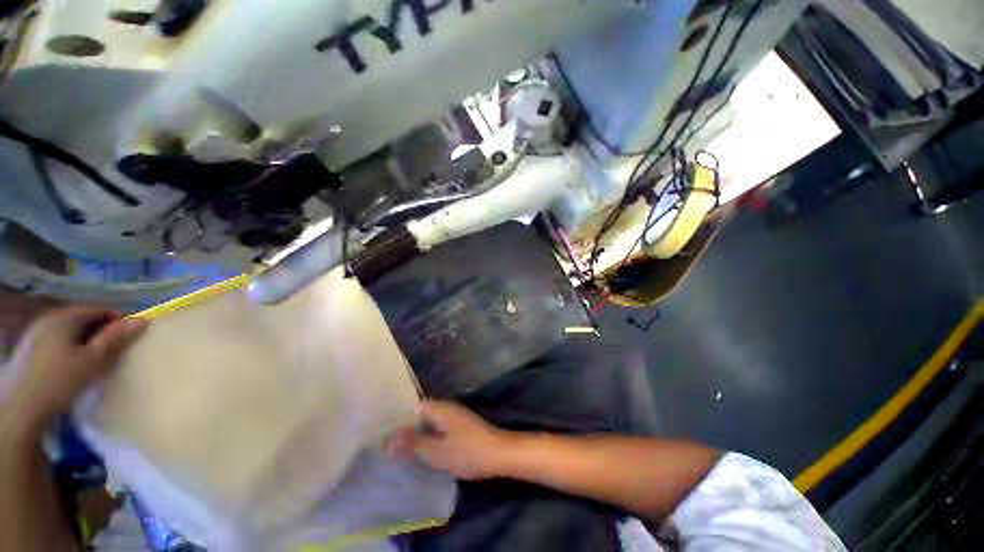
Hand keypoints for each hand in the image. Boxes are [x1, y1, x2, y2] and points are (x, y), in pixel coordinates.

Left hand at [1, 306, 146, 438]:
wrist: (19, 408)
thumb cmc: (59, 380)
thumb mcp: (92, 360)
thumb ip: (116, 338)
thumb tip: (141, 320)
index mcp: (65, 317)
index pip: (100, 310)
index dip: (117, 321)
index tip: (128, 339)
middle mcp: (49, 319)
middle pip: (82, 320)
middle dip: (100, 333)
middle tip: (112, 352)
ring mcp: (35, 334)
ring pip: (68, 332)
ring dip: (84, 342)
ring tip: (92, 362)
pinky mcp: (28, 350)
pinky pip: (56, 342)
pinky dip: (69, 350)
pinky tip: (69, 368)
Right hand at [386, 400, 514, 480]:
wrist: (499, 454)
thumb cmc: (467, 451)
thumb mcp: (437, 451)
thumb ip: (413, 444)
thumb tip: (387, 440)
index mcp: (441, 409)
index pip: (415, 405)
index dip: (400, 416)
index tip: (384, 429)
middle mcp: (448, 408)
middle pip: (422, 414)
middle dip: (408, 427)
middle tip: (389, 443)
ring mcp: (456, 418)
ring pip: (431, 422)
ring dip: (419, 433)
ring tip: (401, 449)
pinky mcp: (462, 428)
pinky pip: (440, 429)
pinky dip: (430, 437)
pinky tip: (423, 452)